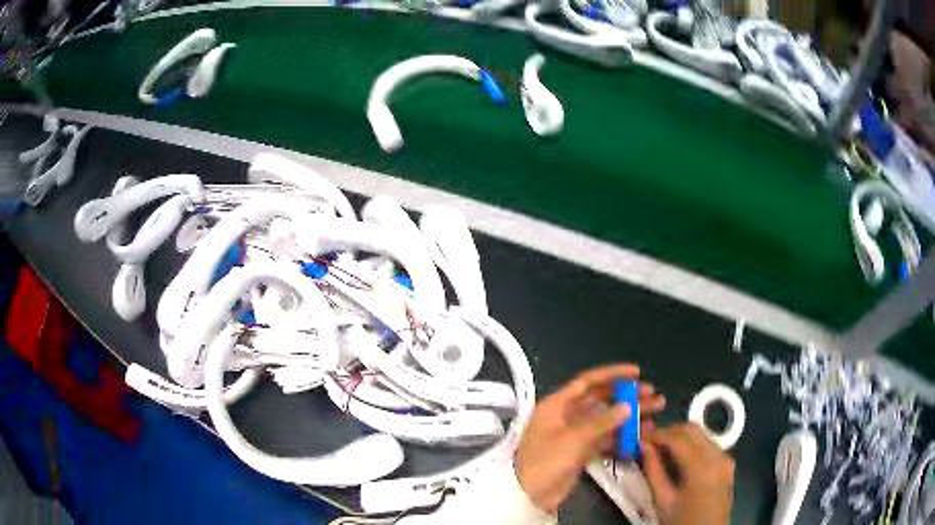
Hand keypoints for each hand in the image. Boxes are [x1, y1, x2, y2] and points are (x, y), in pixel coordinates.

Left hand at [514, 364, 665, 512]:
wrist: (529, 496)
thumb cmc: (545, 462)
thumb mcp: (572, 439)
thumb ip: (601, 422)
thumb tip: (627, 406)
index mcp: (557, 405)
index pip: (587, 382)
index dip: (612, 375)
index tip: (636, 372)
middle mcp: (566, 416)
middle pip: (601, 400)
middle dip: (627, 397)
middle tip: (653, 395)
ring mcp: (574, 435)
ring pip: (606, 421)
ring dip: (629, 418)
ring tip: (655, 414)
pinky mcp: (580, 452)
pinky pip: (604, 440)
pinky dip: (621, 438)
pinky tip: (641, 437)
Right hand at [642, 423, 734, 524]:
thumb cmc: (682, 522)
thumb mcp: (662, 501)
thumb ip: (653, 471)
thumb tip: (643, 446)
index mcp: (701, 468)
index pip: (678, 438)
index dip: (657, 434)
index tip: (640, 438)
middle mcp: (718, 456)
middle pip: (692, 430)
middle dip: (669, 432)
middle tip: (649, 442)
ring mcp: (726, 458)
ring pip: (701, 434)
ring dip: (680, 437)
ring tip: (661, 450)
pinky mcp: (728, 462)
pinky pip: (708, 443)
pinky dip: (692, 444)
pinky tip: (678, 457)